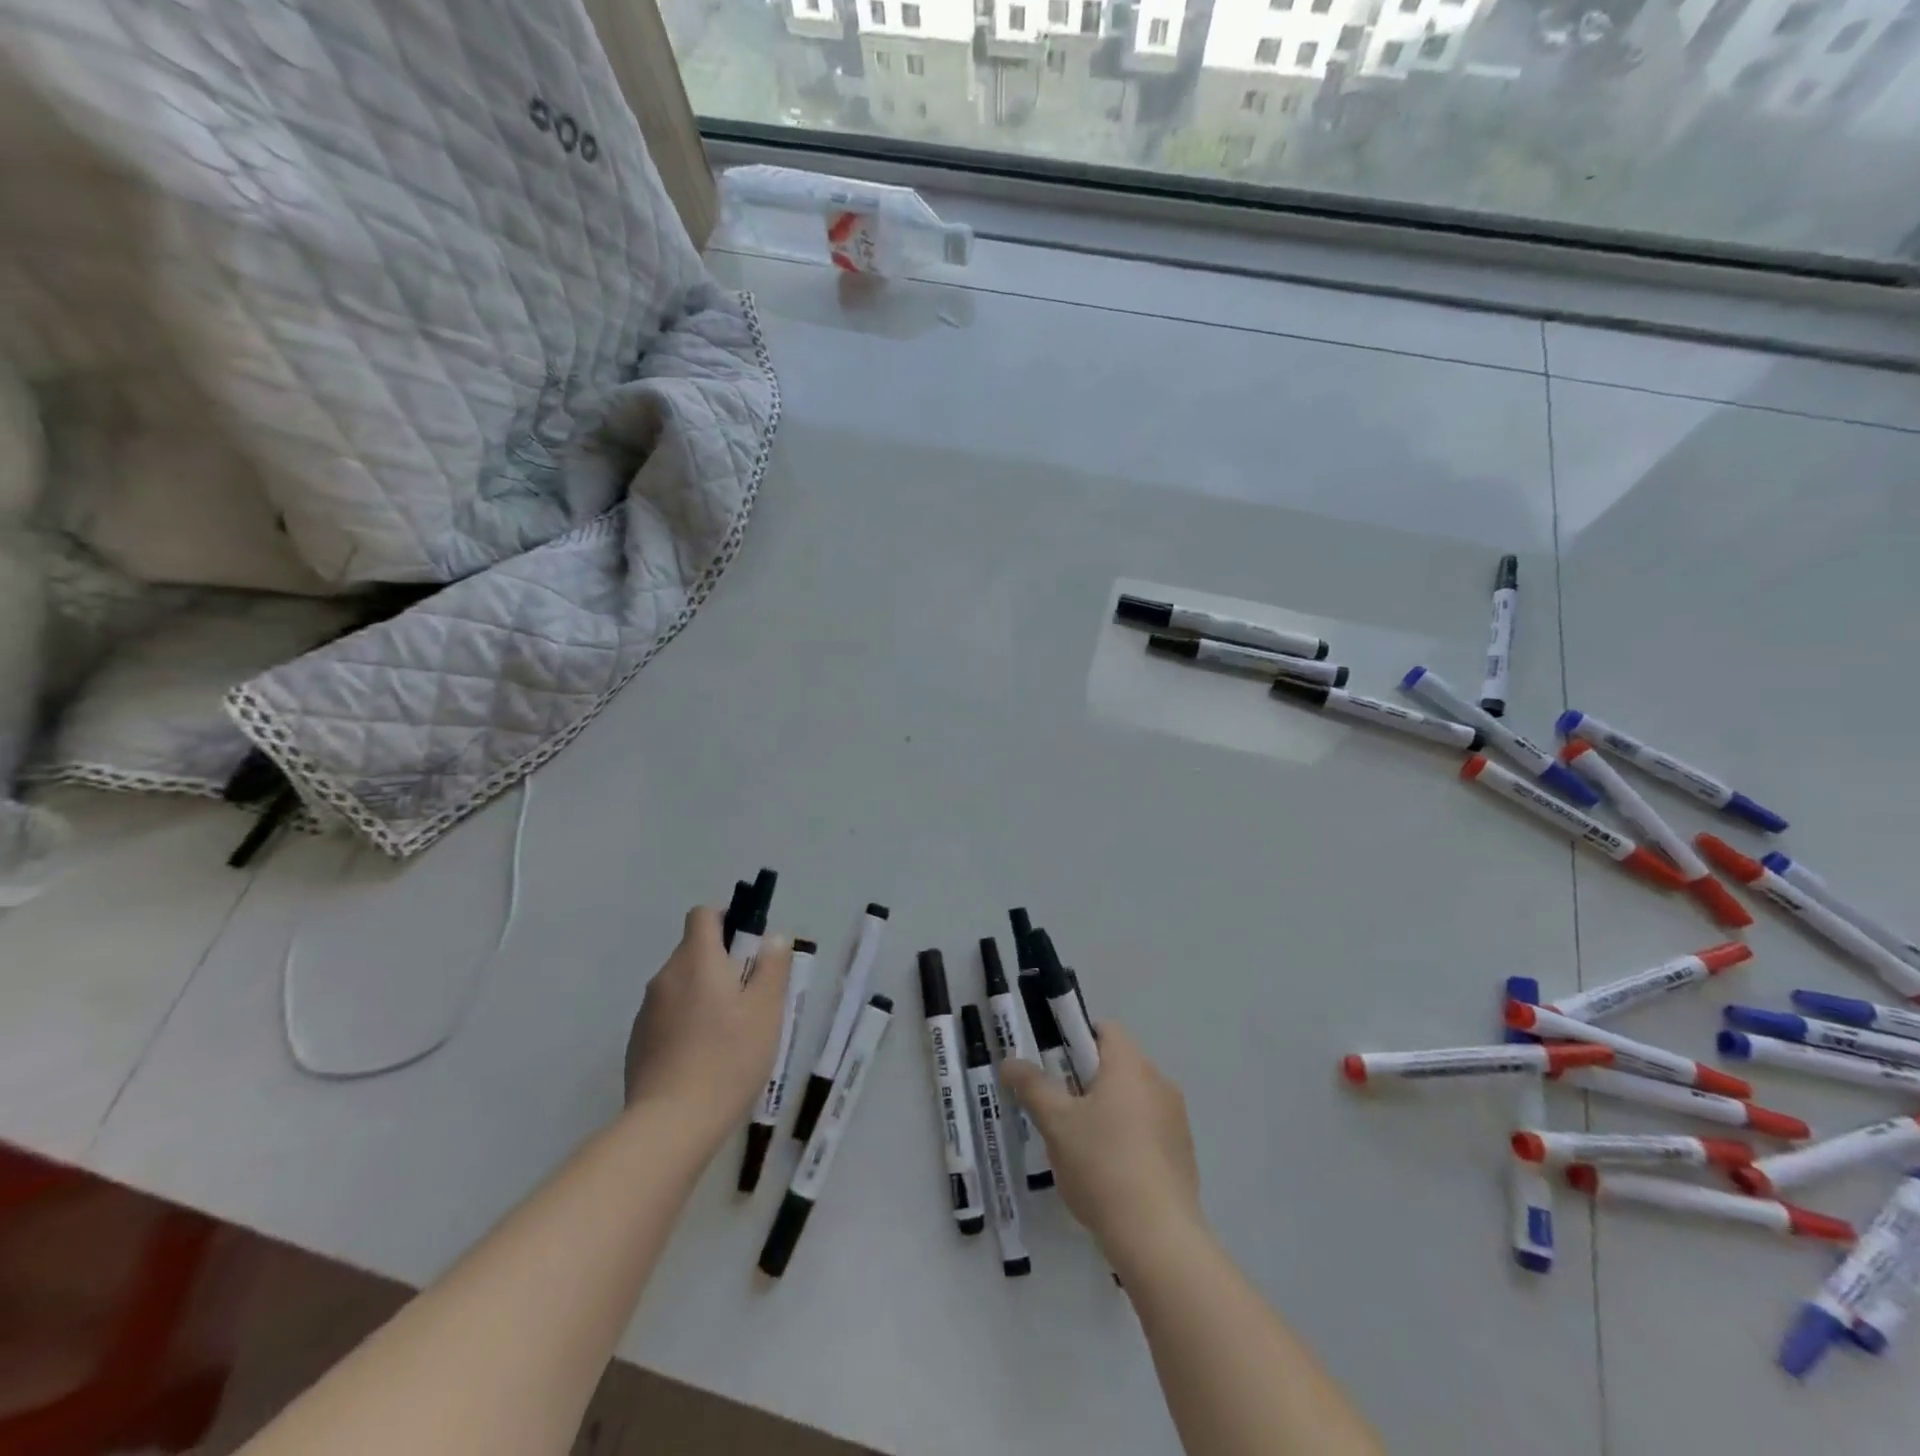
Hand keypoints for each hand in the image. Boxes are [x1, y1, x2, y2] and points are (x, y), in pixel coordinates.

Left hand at [623, 906, 791, 1145]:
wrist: (671, 1124)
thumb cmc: (728, 1058)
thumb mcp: (766, 1010)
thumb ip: (772, 967)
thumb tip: (774, 937)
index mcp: (696, 960)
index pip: (703, 915)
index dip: (727, 920)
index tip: (749, 947)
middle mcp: (665, 977)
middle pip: (693, 951)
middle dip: (722, 962)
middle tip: (751, 996)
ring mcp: (647, 1011)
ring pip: (681, 985)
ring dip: (704, 994)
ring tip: (730, 1033)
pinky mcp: (637, 1043)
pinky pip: (667, 1016)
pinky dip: (686, 1022)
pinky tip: (704, 1057)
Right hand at [1001, 1022, 1202, 1272]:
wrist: (1158, 1238)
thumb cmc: (1101, 1165)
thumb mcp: (1056, 1123)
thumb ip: (1033, 1086)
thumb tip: (1010, 1061)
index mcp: (1130, 1065)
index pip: (1105, 1029)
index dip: (1076, 1041)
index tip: (1056, 1070)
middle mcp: (1159, 1082)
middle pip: (1118, 1065)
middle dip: (1088, 1081)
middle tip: (1061, 1111)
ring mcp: (1176, 1119)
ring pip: (1134, 1099)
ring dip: (1109, 1112)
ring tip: (1082, 1149)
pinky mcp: (1183, 1154)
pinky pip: (1149, 1130)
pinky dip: (1129, 1139)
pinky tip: (1110, 1175)